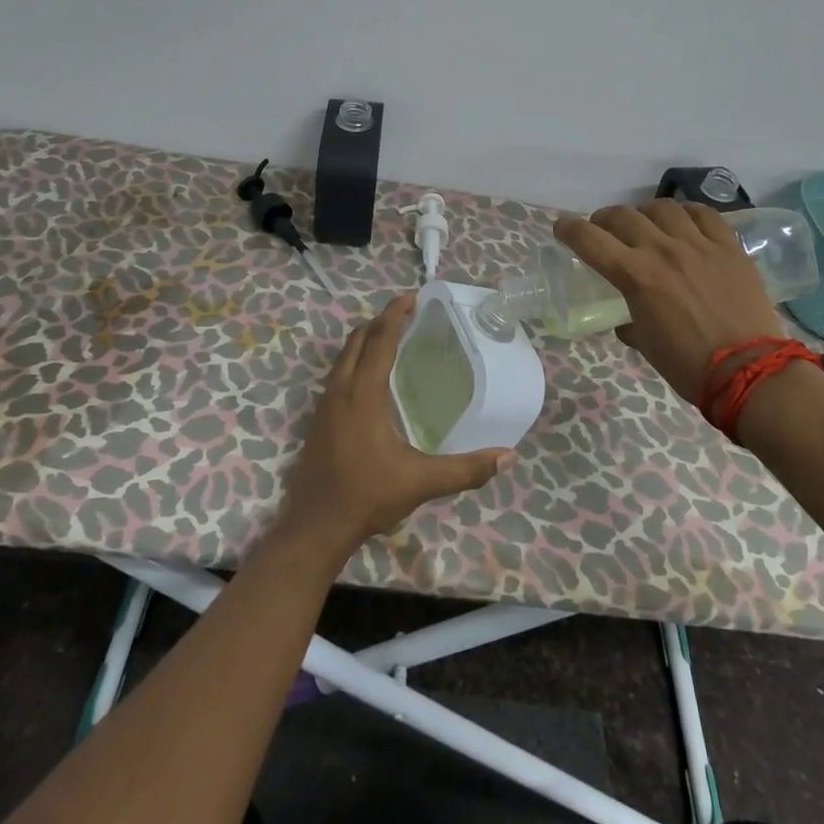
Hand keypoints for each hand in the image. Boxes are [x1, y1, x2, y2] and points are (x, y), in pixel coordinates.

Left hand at [277, 294, 513, 561]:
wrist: (314, 527)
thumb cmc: (366, 496)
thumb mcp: (421, 482)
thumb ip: (465, 469)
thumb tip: (508, 456)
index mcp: (363, 394)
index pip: (380, 341)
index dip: (395, 315)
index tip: (412, 297)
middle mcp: (341, 390)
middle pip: (357, 340)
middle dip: (380, 321)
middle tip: (406, 312)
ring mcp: (325, 404)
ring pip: (343, 355)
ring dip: (365, 338)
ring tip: (389, 335)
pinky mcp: (318, 418)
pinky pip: (337, 373)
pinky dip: (354, 358)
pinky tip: (369, 376)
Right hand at [554, 201, 787, 406]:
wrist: (750, 371)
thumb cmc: (689, 365)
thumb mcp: (647, 345)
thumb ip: (632, 324)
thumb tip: (627, 322)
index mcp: (636, 275)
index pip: (590, 240)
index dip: (569, 229)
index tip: (562, 227)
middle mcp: (663, 250)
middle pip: (623, 216)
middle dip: (605, 219)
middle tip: (604, 229)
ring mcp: (699, 244)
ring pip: (663, 208)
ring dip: (645, 212)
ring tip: (646, 223)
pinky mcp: (729, 247)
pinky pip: (705, 215)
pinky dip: (687, 213)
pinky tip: (684, 221)